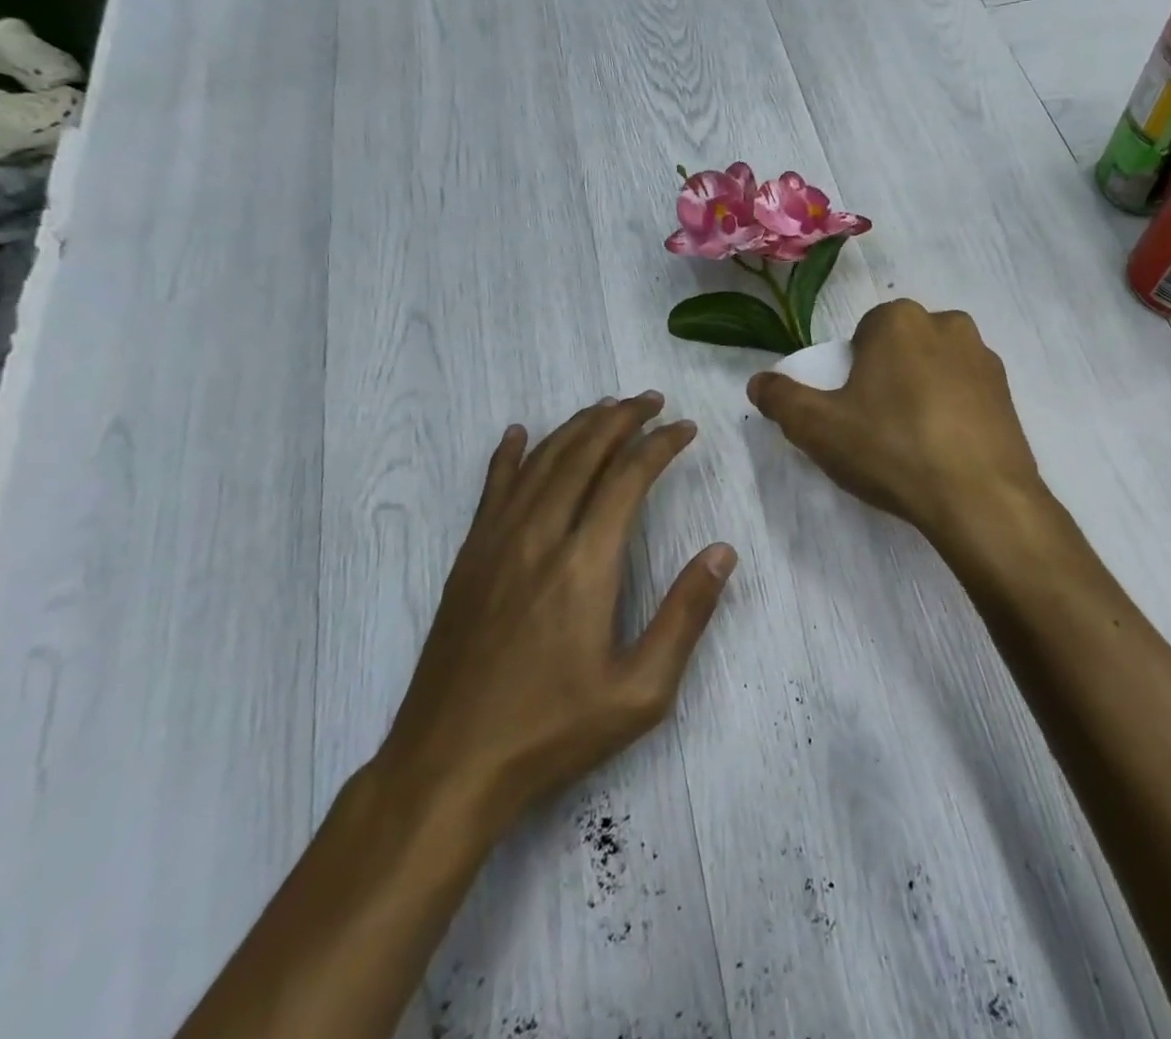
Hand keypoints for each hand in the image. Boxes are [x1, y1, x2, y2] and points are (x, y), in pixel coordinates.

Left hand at [373, 393, 734, 841]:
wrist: (447, 768)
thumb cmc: (552, 732)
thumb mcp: (640, 691)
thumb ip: (685, 615)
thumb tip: (723, 552)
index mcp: (585, 563)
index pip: (628, 477)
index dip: (661, 445)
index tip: (686, 428)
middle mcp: (539, 537)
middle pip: (583, 454)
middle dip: (622, 419)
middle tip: (652, 401)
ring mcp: (496, 544)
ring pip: (541, 462)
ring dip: (576, 427)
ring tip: (606, 407)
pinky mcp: (468, 560)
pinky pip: (492, 489)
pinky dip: (509, 455)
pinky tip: (518, 434)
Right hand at [746, 300, 1048, 552]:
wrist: (979, 499)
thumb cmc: (891, 450)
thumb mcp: (818, 428)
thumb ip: (782, 399)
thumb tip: (758, 382)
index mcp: (900, 320)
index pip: (862, 335)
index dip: (851, 372)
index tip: (851, 410)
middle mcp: (948, 324)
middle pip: (901, 349)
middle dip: (886, 378)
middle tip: (877, 428)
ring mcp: (985, 359)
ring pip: (935, 369)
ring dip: (921, 393)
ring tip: (912, 444)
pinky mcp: (1009, 394)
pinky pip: (966, 394)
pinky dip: (952, 413)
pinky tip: (943, 452)